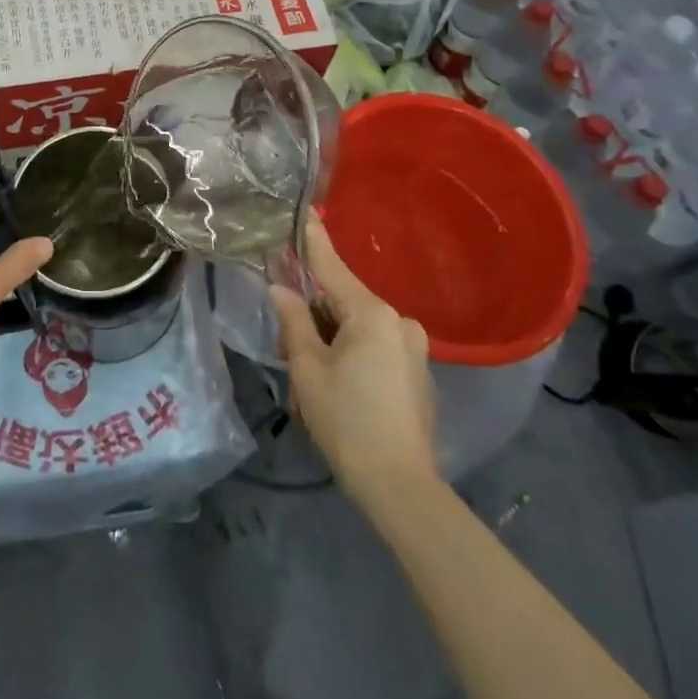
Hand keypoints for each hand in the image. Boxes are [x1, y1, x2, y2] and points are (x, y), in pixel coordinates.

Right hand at [269, 214, 440, 510]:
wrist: (401, 488)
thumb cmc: (347, 421)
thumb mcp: (308, 369)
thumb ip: (294, 321)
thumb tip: (280, 289)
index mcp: (371, 314)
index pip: (332, 266)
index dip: (313, 240)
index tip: (305, 210)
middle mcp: (398, 321)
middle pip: (342, 301)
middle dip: (312, 316)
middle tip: (287, 350)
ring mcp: (413, 348)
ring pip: (357, 328)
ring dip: (329, 341)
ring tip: (308, 382)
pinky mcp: (417, 372)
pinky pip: (375, 348)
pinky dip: (351, 356)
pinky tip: (337, 389)